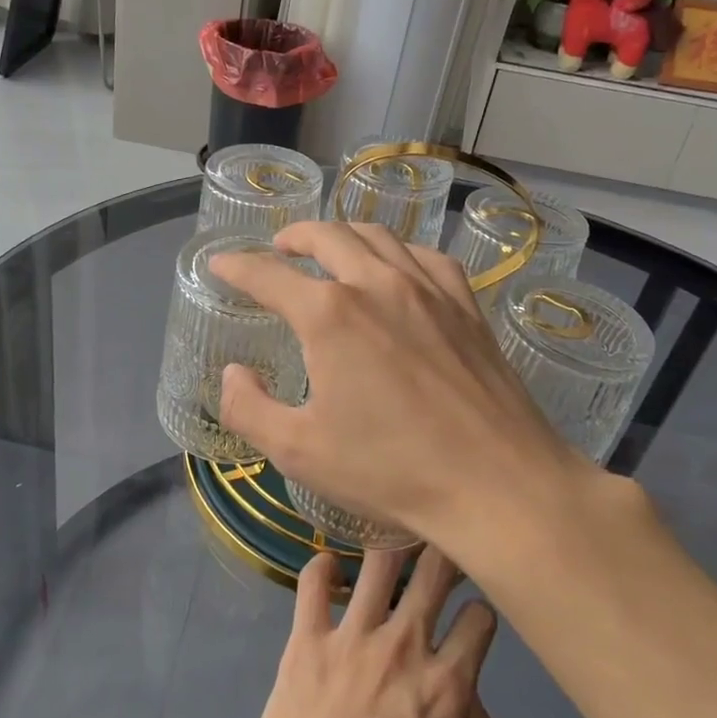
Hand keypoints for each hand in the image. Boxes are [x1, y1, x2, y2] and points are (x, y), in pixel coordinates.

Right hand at [209, 220, 595, 546]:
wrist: (496, 482)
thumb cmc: (391, 469)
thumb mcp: (299, 451)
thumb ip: (249, 409)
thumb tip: (234, 373)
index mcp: (329, 315)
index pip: (268, 275)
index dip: (237, 266)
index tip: (220, 264)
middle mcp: (376, 284)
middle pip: (326, 237)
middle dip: (293, 236)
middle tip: (278, 248)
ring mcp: (427, 289)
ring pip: (378, 237)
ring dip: (343, 235)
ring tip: (330, 249)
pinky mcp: (465, 305)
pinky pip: (426, 257)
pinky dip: (398, 252)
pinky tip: (397, 269)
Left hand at [234, 547, 505, 717]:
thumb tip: (475, 700)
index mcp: (448, 684)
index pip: (480, 618)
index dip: (482, 611)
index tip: (473, 615)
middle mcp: (404, 645)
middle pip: (435, 571)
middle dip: (446, 550)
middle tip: (442, 542)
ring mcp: (351, 636)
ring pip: (379, 562)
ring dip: (390, 544)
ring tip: (390, 535)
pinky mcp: (306, 638)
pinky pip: (313, 583)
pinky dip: (322, 567)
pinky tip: (329, 566)